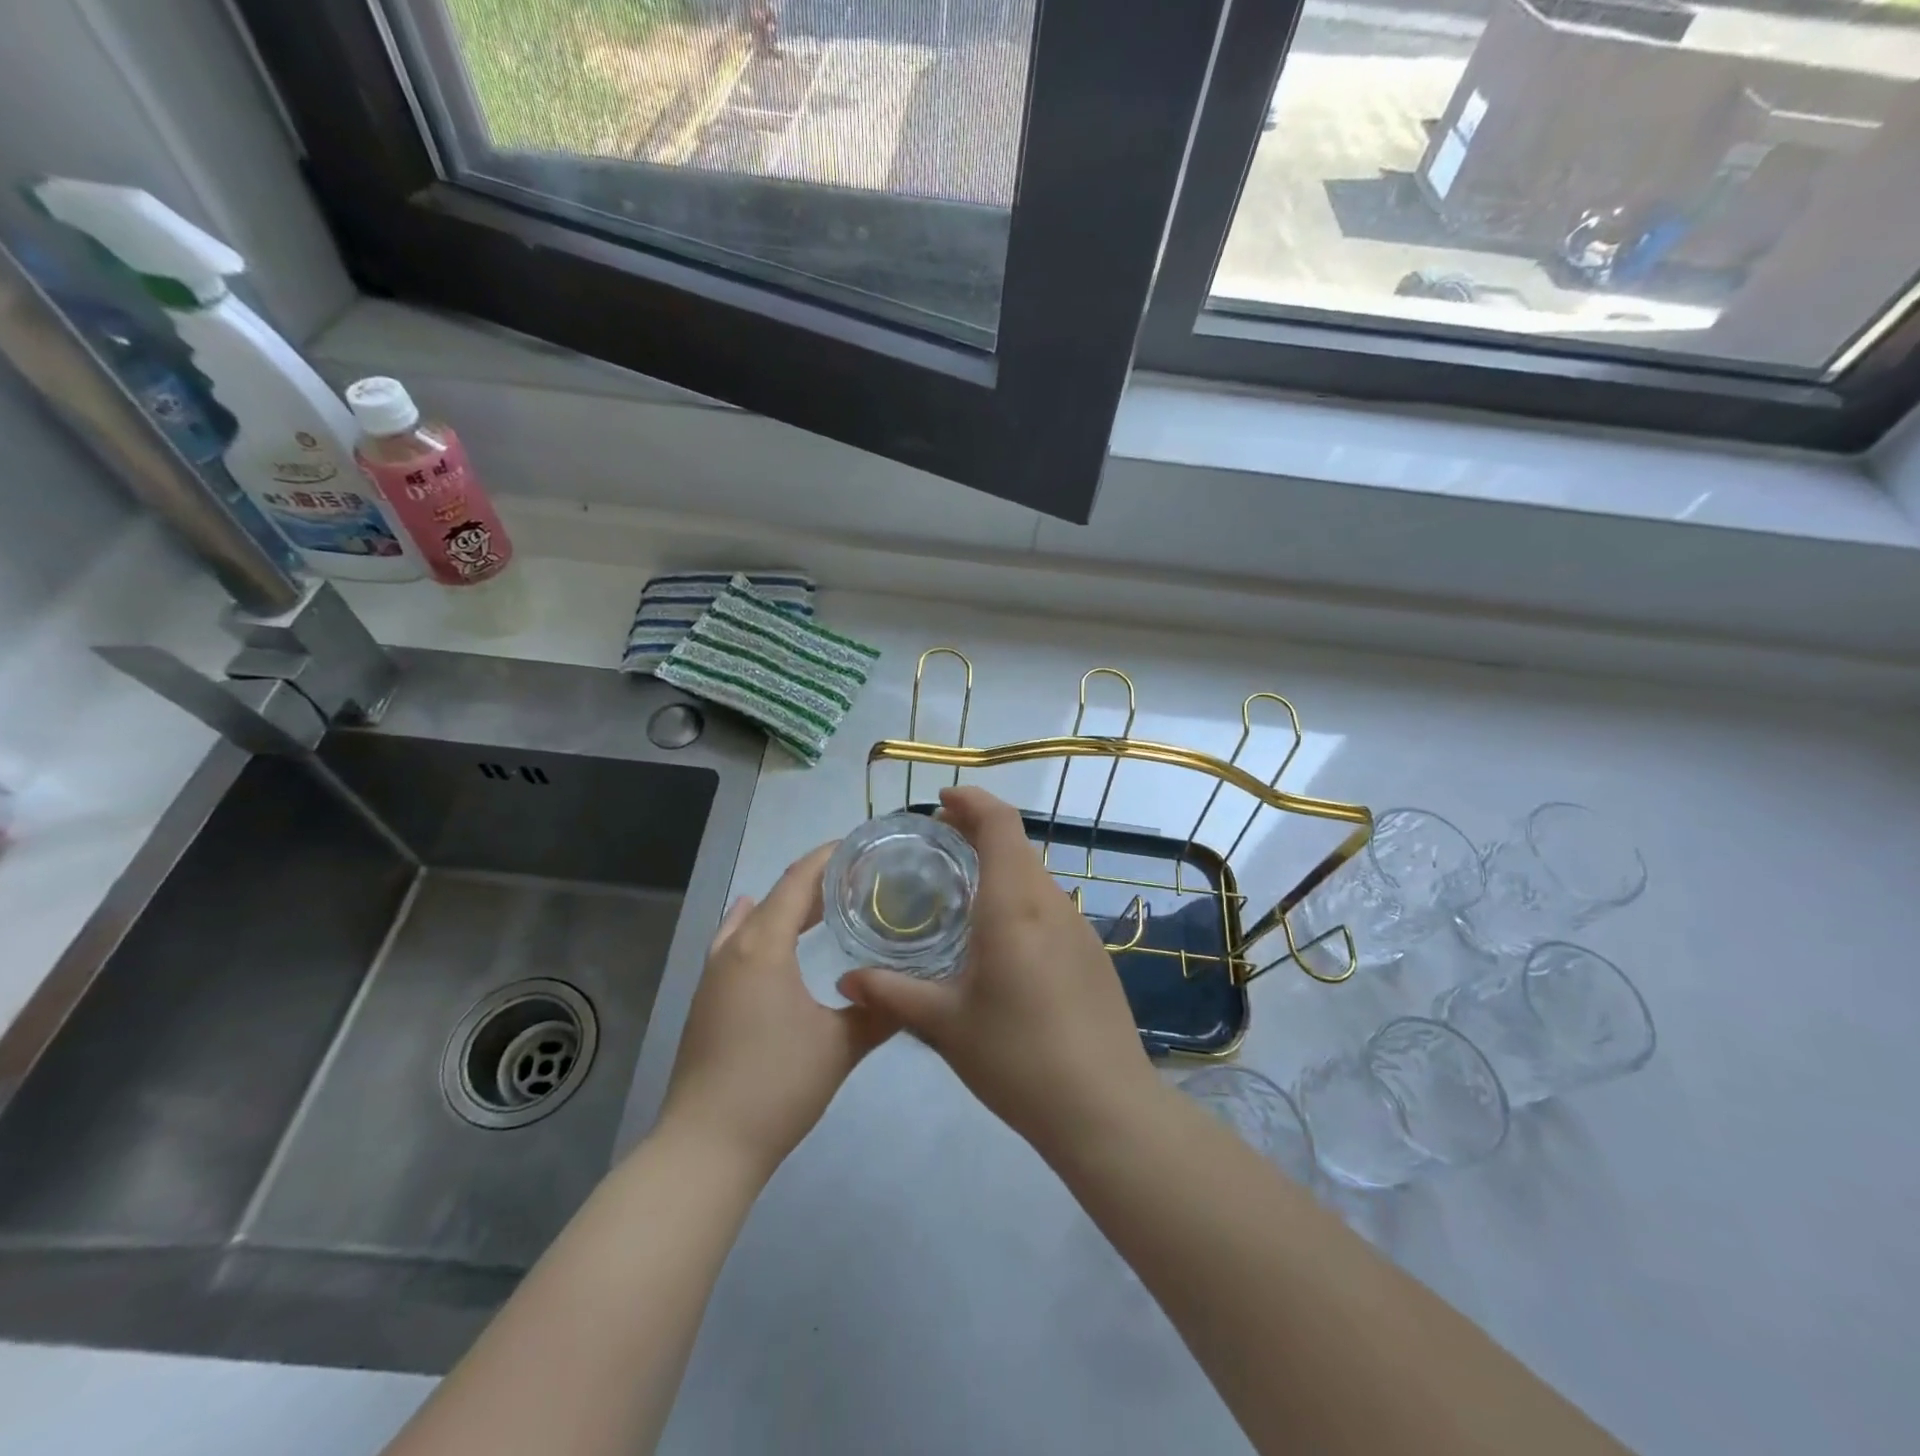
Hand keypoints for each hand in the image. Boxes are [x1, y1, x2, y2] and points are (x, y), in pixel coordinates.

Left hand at [659, 844, 895, 1177]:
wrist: (706, 1147)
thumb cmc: (777, 1085)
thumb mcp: (841, 1045)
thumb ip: (880, 1011)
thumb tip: (914, 990)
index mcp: (763, 946)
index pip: (798, 882)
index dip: (828, 857)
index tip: (860, 845)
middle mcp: (733, 949)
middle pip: (776, 897)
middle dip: (814, 883)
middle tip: (858, 879)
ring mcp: (714, 975)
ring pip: (753, 920)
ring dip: (787, 907)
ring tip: (824, 905)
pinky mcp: (708, 1000)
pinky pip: (736, 944)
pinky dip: (761, 929)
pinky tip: (768, 936)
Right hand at [837, 787, 1160, 1152]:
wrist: (1104, 1108)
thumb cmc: (1017, 1058)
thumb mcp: (944, 1025)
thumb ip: (892, 993)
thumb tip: (846, 979)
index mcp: (1014, 904)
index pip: (999, 823)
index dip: (972, 801)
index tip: (940, 801)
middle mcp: (1051, 903)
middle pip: (1017, 844)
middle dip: (978, 831)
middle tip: (937, 844)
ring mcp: (1079, 927)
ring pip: (1035, 876)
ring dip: (1000, 867)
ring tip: (961, 892)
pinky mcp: (1092, 954)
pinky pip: (1050, 907)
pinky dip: (1020, 898)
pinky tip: (999, 940)